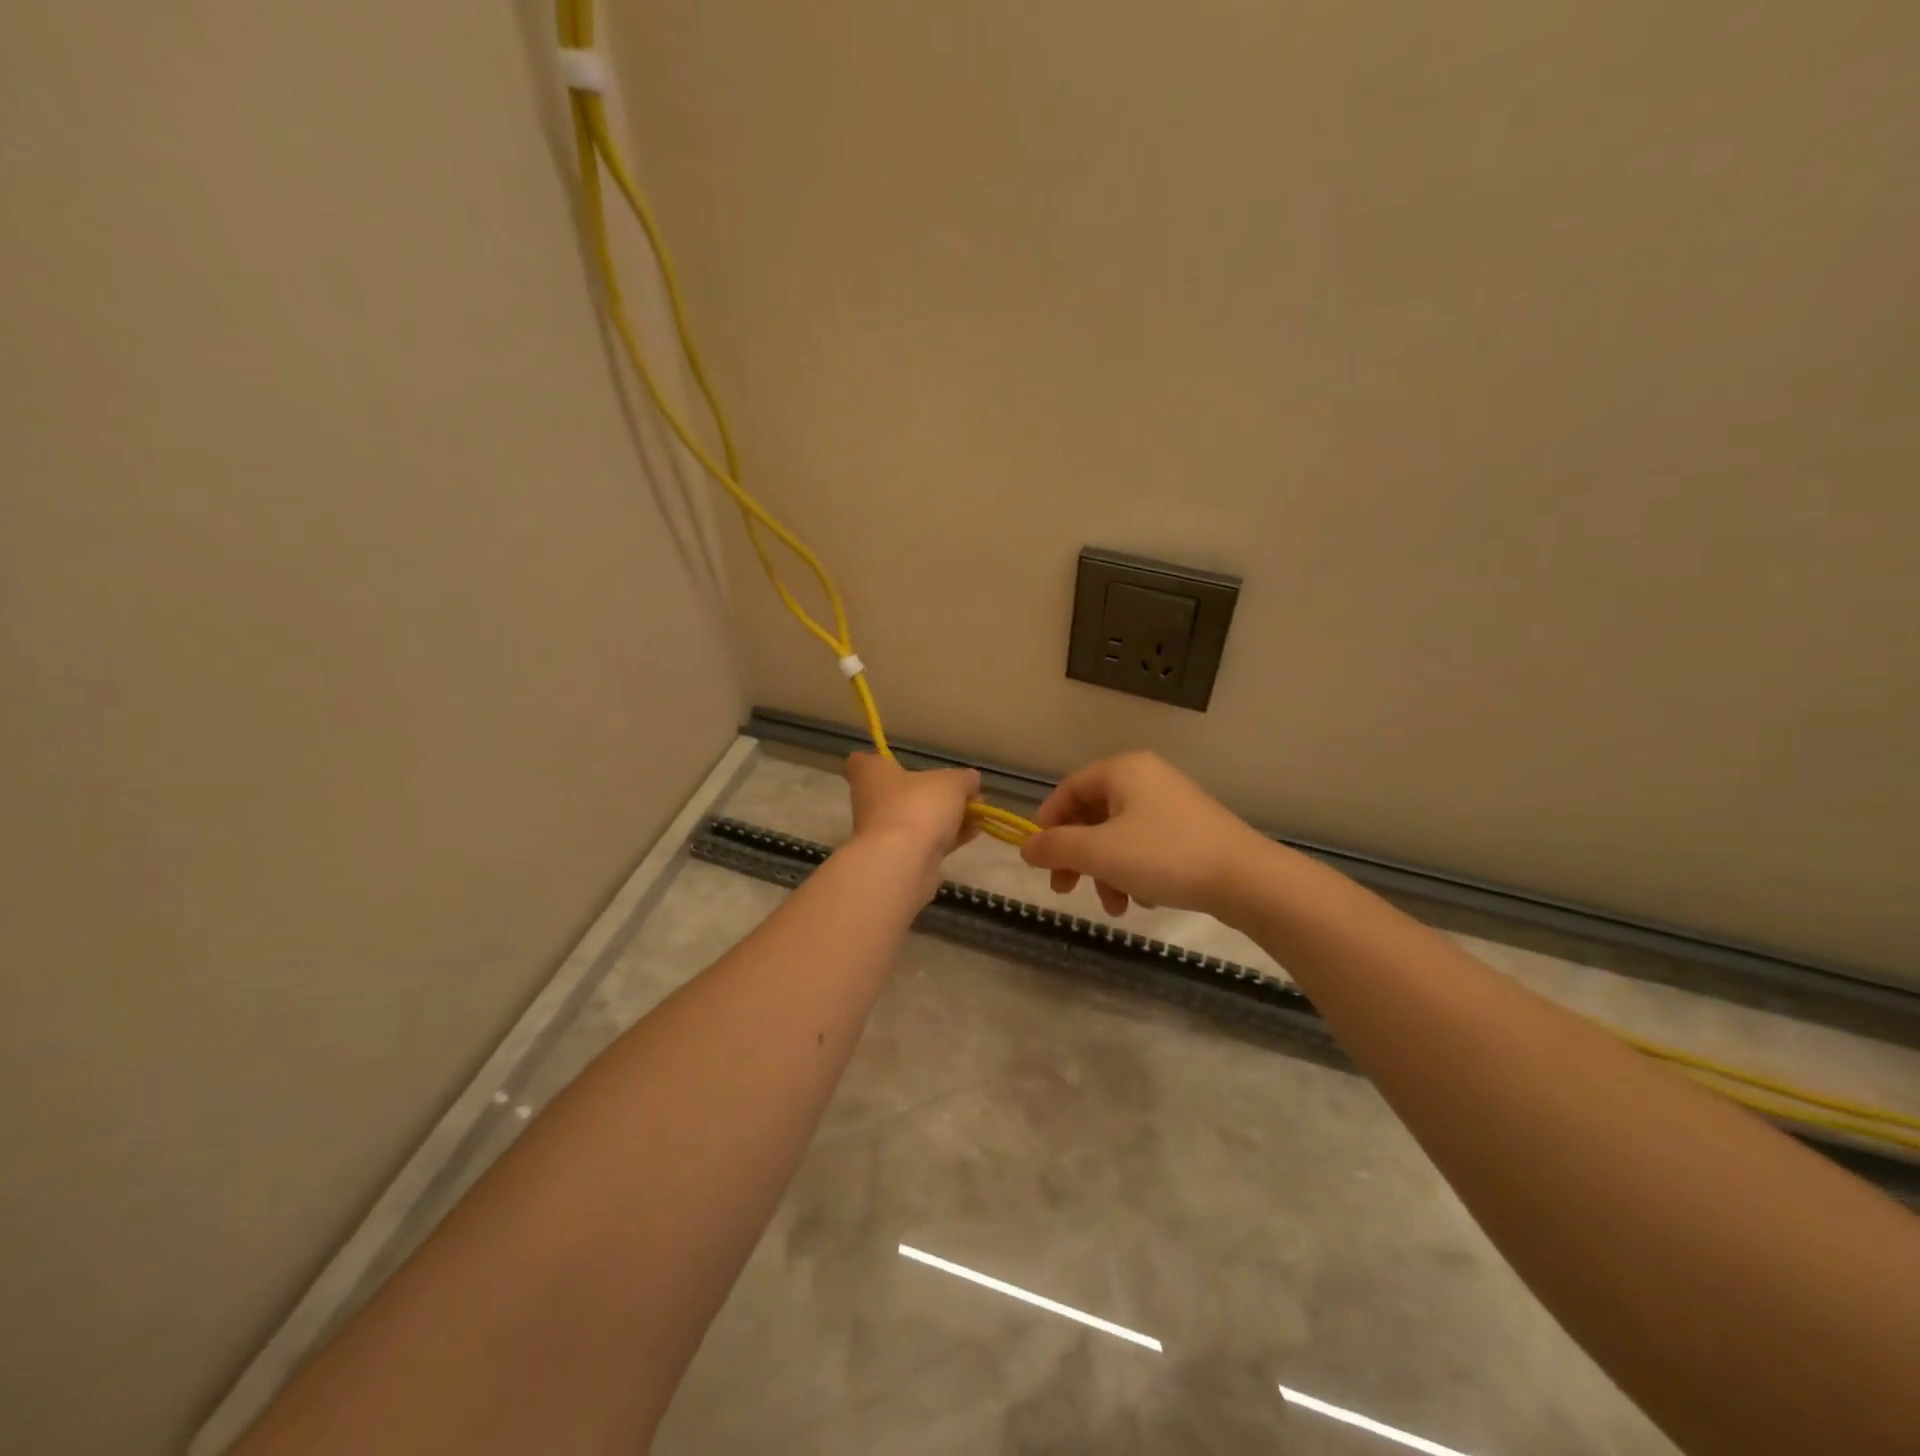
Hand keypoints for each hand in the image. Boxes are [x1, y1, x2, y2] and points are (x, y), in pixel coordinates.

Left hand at [845, 753, 979, 883]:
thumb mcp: (951, 783)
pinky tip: (973, 833)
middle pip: (903, 792)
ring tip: (978, 815)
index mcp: (871, 774)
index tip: (905, 763)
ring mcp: (884, 832)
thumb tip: (971, 779)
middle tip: (965, 793)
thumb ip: (963, 779)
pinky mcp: (899, 857)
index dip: (883, 760)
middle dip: (934, 793)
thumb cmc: (917, 806)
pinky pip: (926, 841)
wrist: (902, 862)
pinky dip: (948, 837)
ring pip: (917, 818)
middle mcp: (871, 801)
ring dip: (946, 817)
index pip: (864, 761)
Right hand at [1020, 751, 1267, 919]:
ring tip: (1114, 906)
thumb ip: (1056, 847)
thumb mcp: (1100, 852)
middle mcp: (1146, 778)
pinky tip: (1142, 901)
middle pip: (1093, 815)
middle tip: (1065, 889)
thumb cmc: (1165, 856)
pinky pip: (1145, 845)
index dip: (1048, 822)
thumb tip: (1026, 847)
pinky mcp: (1190, 829)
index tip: (1039, 858)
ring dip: (1105, 871)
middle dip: (1077, 856)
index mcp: (1123, 770)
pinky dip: (1133, 872)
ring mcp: (1171, 803)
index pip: (1069, 789)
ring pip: (1118, 836)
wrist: (1247, 880)